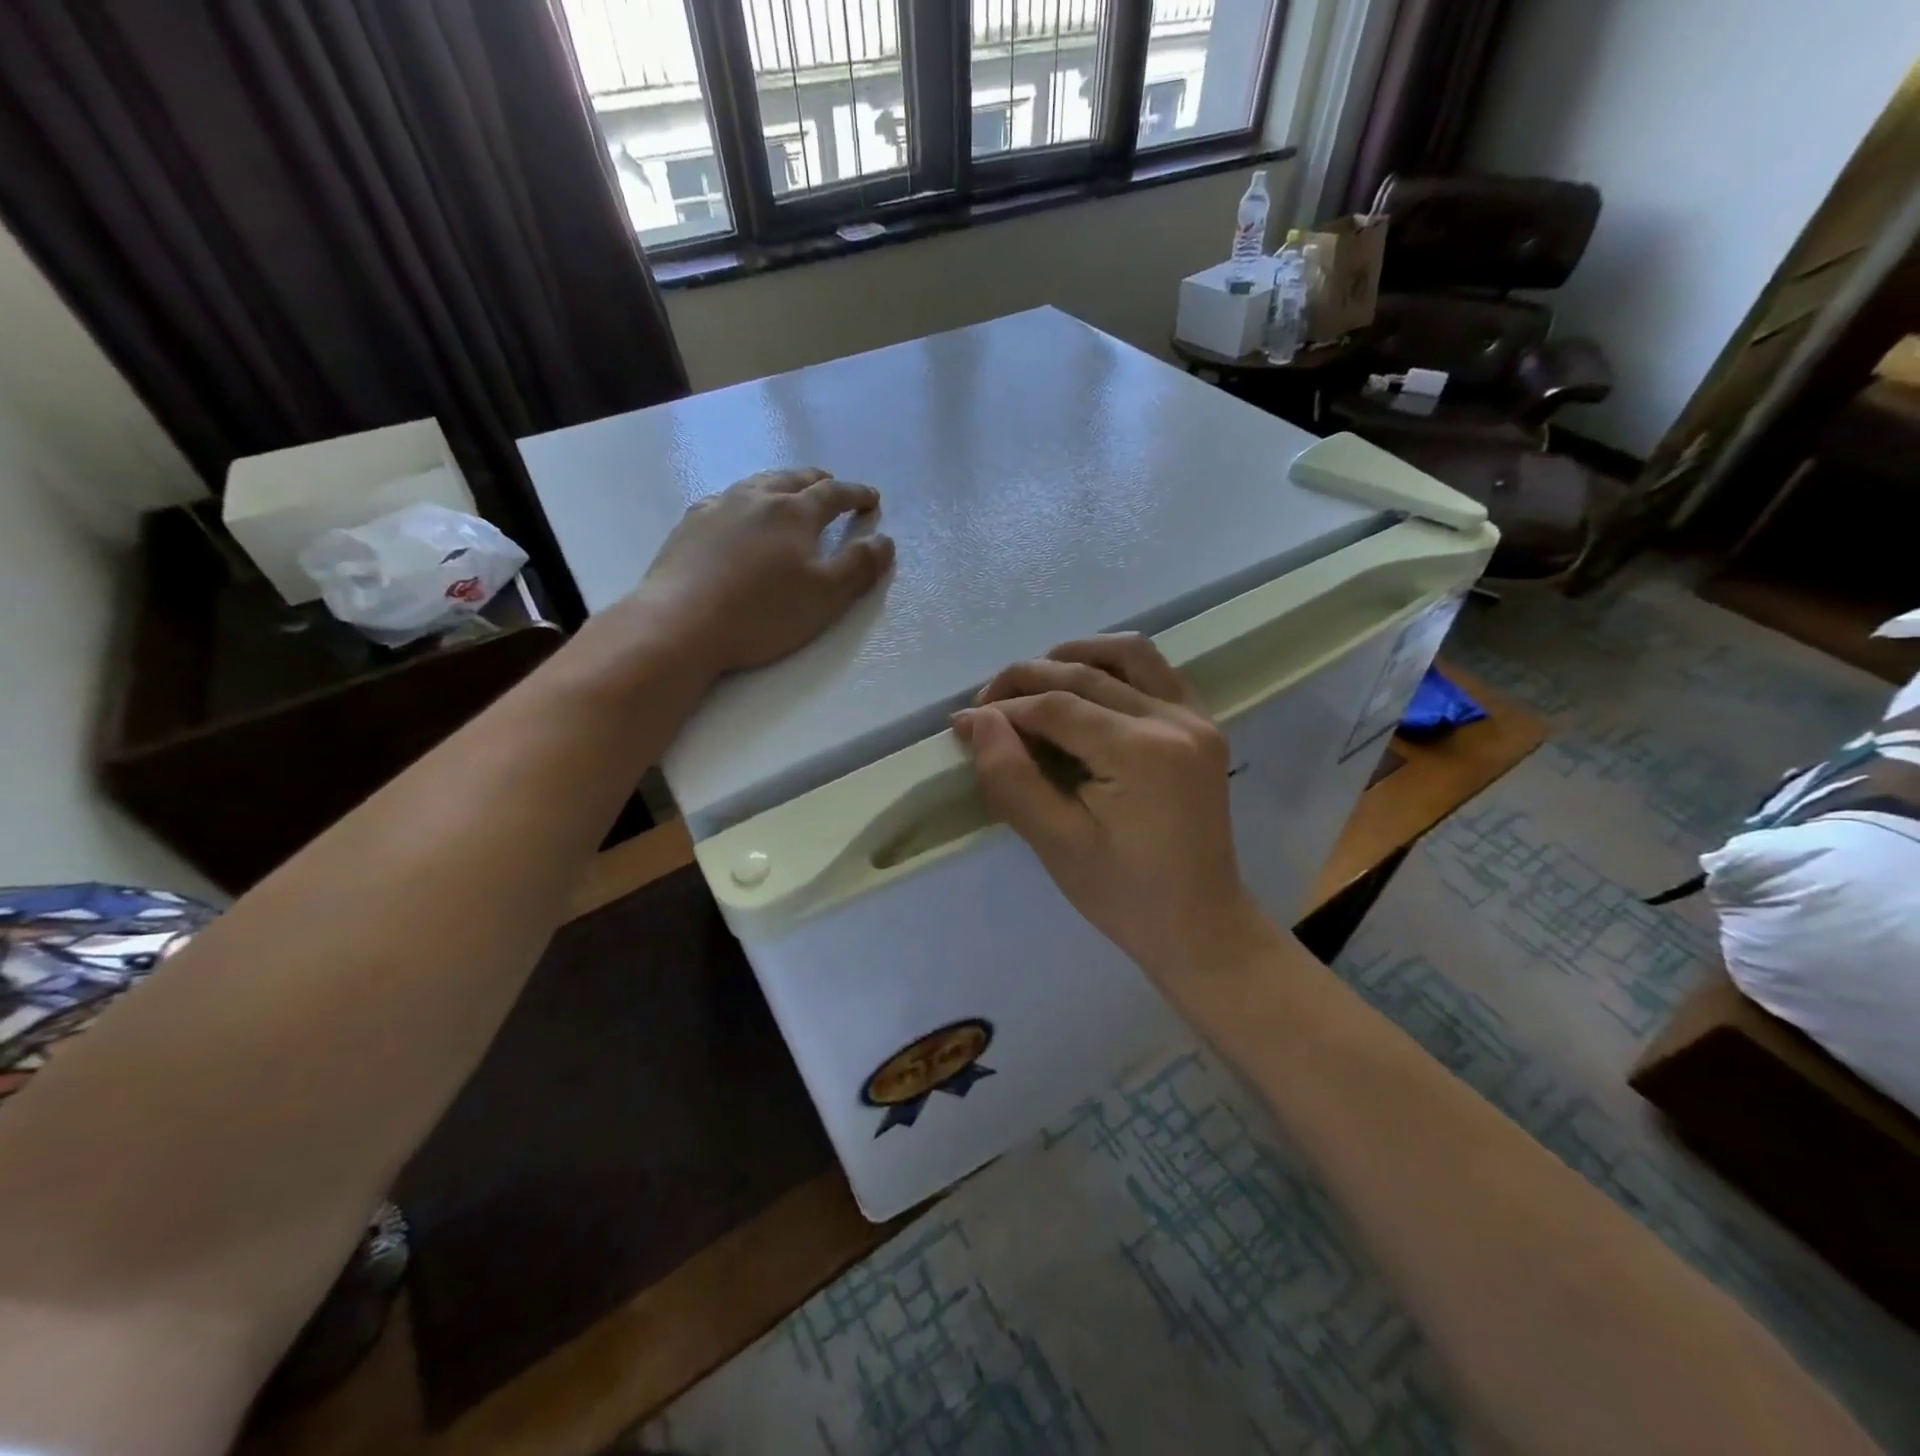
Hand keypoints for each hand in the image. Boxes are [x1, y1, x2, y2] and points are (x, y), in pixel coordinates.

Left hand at [633, 467, 893, 676]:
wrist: (681, 623)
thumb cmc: (763, 613)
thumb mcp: (826, 597)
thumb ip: (859, 566)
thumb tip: (884, 540)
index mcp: (795, 513)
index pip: (834, 494)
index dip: (856, 494)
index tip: (871, 498)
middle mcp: (757, 498)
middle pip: (794, 479)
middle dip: (818, 481)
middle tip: (832, 485)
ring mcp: (718, 507)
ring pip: (757, 483)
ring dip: (780, 483)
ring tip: (787, 491)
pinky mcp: (689, 525)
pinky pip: (724, 499)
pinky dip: (744, 500)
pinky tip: (736, 512)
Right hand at [952, 635, 1271, 988]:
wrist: (1199, 925)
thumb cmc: (1123, 894)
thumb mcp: (1056, 843)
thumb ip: (1012, 777)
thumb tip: (977, 721)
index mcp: (1140, 752)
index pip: (1056, 707)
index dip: (1003, 709)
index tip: (962, 723)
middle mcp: (1173, 720)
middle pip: (1086, 672)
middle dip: (1027, 679)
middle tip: (985, 702)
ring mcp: (1195, 719)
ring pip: (1129, 654)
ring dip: (1075, 655)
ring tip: (1034, 680)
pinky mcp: (1203, 727)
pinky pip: (1157, 673)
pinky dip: (1116, 666)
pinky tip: (1086, 686)